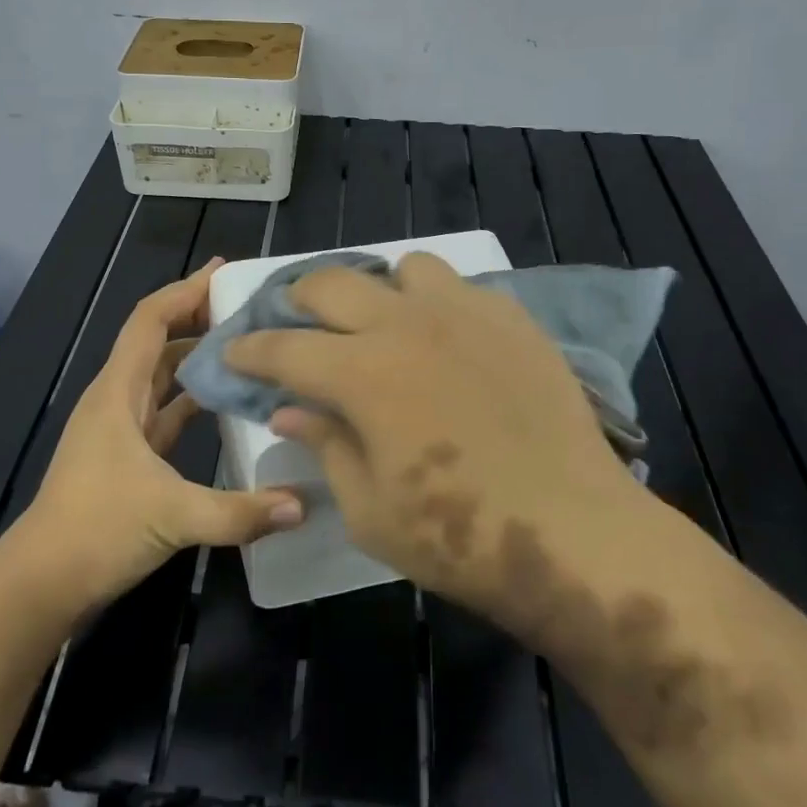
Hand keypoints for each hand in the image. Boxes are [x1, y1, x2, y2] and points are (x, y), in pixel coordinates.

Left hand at [23, 262, 304, 604]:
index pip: (150, 320)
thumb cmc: (96, 531)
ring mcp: (120, 428)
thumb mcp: (173, 517)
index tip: (224, 273)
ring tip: (245, 347)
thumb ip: (240, 512)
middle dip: (197, 316)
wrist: (41, 584)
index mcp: (117, 392)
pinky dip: (192, 399)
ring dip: (196, 357)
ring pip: (161, 375)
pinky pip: (165, 411)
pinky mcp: (128, 456)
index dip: (184, 291)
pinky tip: (225, 403)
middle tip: (248, 307)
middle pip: (158, 340)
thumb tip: (302, 504)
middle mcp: (116, 398)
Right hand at [224, 253, 654, 643]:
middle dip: (300, 300)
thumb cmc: (459, 537)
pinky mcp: (511, 318)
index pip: (284, 348)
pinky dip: (438, 305)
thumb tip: (290, 409)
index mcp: (362, 374)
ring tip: (384, 326)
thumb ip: (325, 446)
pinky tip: (448, 343)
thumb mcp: (370, 510)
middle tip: (297, 326)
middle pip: (332, 283)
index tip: (233, 352)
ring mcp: (464, 312)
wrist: (573, 533)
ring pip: (403, 268)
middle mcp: (406, 324)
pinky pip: (461, 287)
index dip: (250, 350)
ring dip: (381, 291)